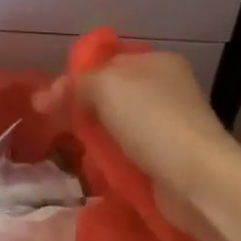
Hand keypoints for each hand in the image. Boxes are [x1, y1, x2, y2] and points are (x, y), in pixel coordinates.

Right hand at [35, 51, 238, 240]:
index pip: (106, 62)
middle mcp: (166, 89)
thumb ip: (74, 85)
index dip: (75, 77)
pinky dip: (109, 159)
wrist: (196, 179)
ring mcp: (168, 125)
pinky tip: (94, 167)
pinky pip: (127, 153)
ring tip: (70, 149)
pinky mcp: (166, 158)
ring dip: (94, 137)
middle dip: (81, 108)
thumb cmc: (151, 121)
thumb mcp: (105, 86)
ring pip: (116, 126)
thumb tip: (44, 97)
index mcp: (158, 62)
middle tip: (54, 125)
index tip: (48, 100)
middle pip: (110, 94)